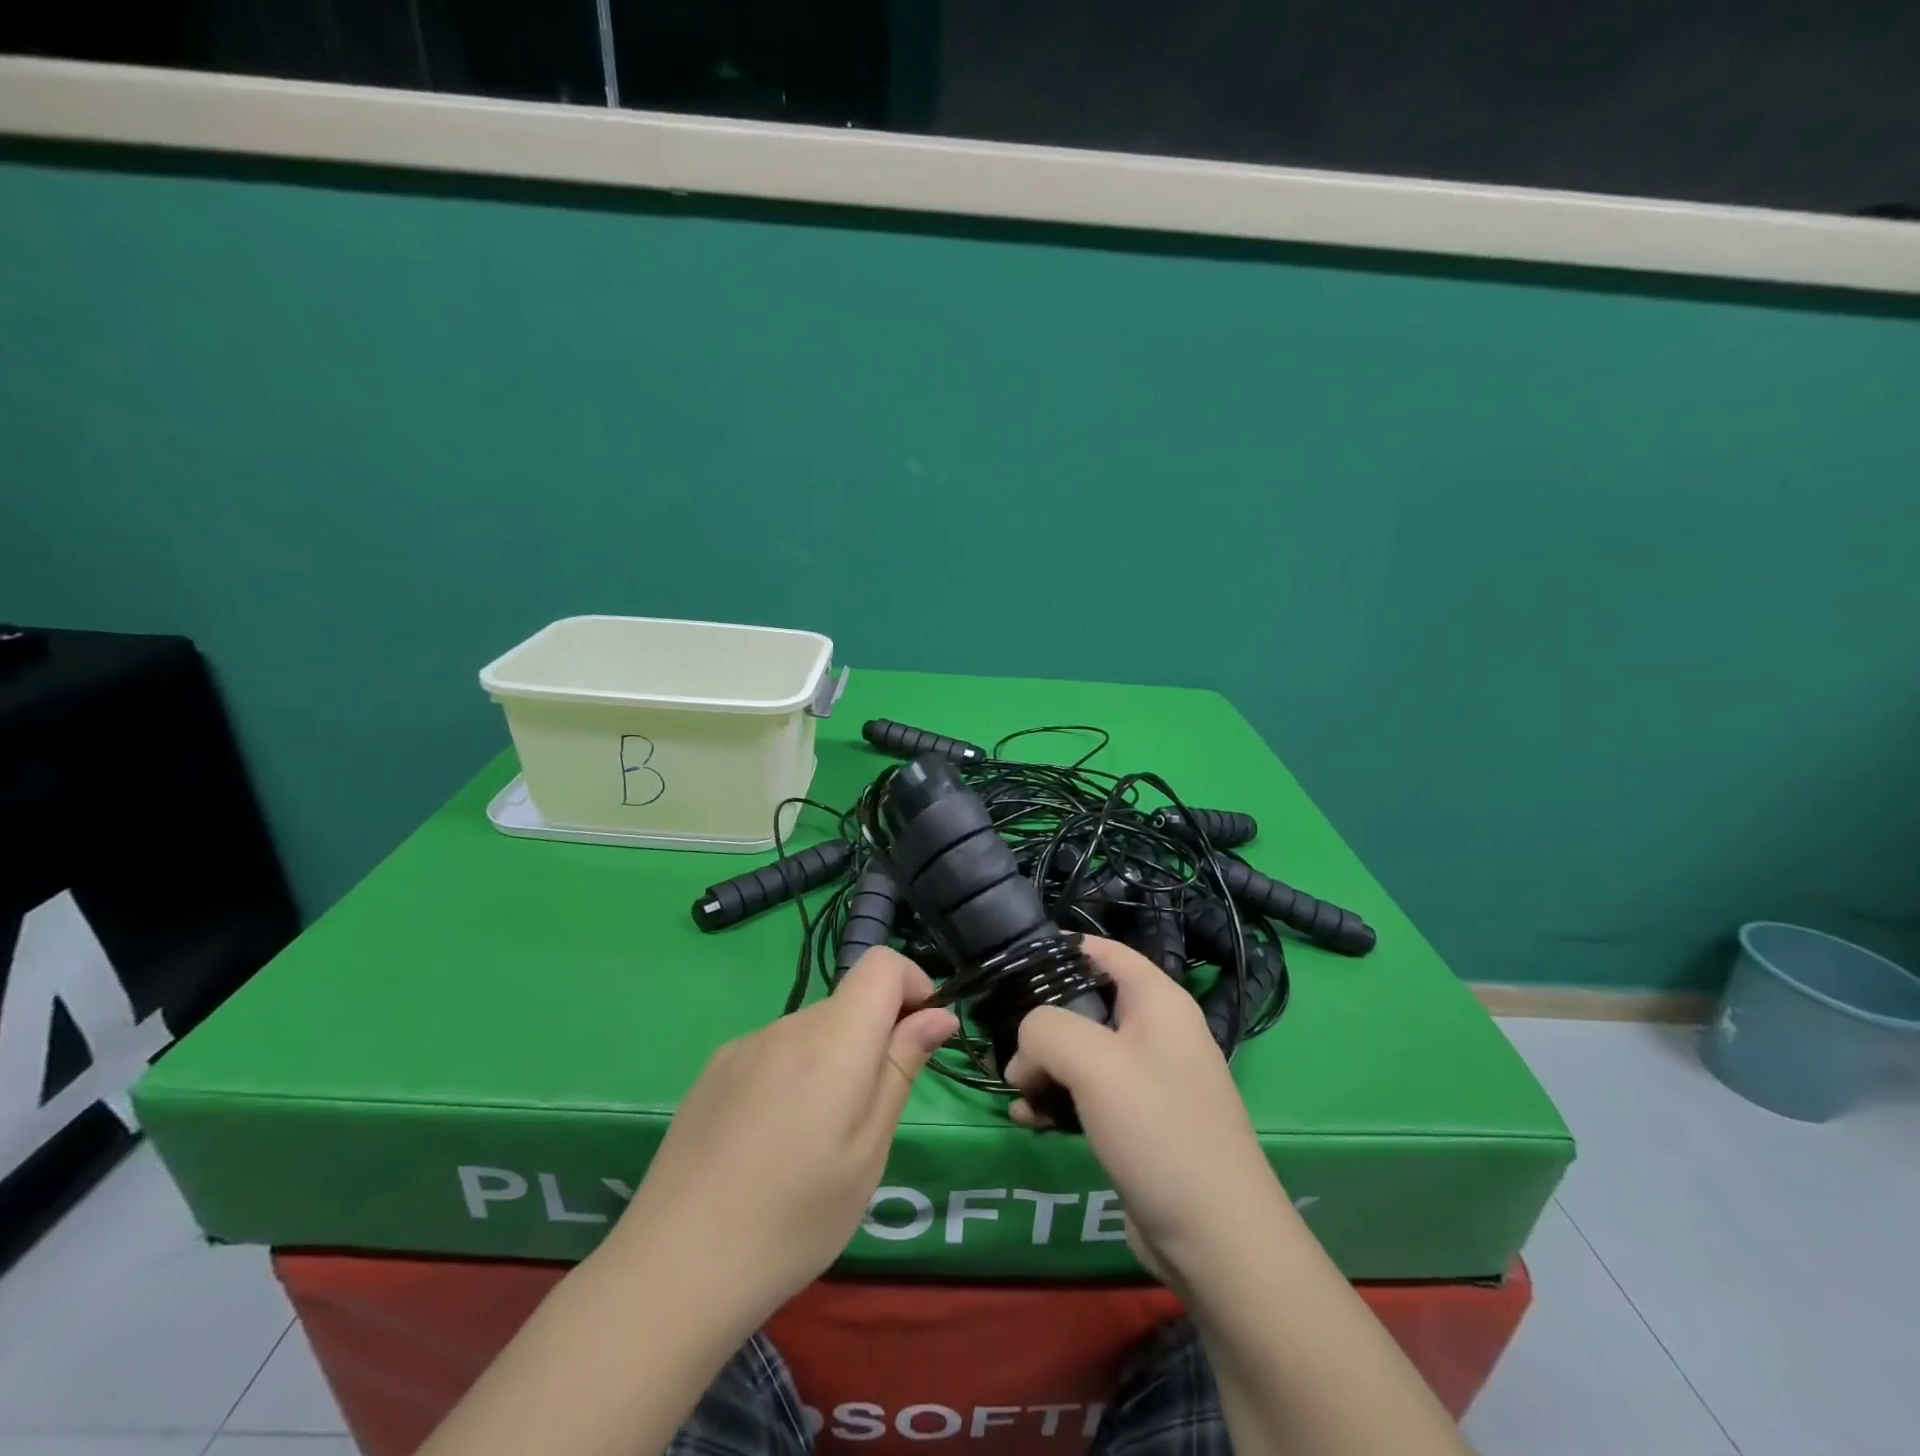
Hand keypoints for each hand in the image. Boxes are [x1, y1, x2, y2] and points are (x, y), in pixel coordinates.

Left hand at [606, 947, 956, 1318]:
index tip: (918, 1041)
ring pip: (811, 1031)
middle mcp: (788, 1024)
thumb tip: (938, 1014)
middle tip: (867, 1119)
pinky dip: (792, 1076)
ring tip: (814, 1143)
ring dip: (832, 1062)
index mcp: (834, 1038)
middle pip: (849, 1002)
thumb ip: (902, 1067)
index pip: (883, 963)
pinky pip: (773, 1052)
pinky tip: (770, 1143)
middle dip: (874, 1039)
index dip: (913, 986)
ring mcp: (744, 1045)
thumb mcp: (869, 1149)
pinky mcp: (714, 1070)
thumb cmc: (795, 1217)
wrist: (674, 1270)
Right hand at [1004, 936, 1292, 1284]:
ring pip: (1080, 1053)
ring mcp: (1148, 1079)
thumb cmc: (1158, 1129)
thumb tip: (1024, 1049)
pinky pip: (1087, 1095)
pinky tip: (1028, 1120)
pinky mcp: (1138, 1123)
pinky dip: (1056, 1100)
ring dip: (1043, 1067)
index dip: (1058, 950)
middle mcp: (1156, 1031)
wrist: (1215, 1240)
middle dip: (1041, 1022)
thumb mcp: (1093, 1063)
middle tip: (1005, 1043)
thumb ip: (1046, 1029)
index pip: (1103, 950)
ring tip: (1015, 1091)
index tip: (1011, 967)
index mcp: (1158, 1000)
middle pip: (1085, 1002)